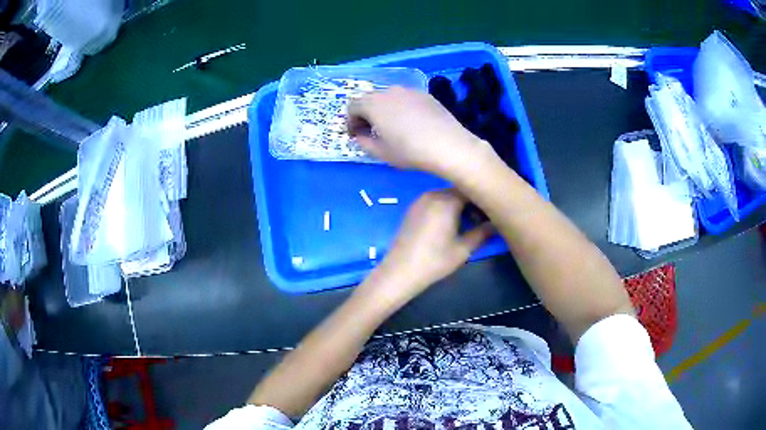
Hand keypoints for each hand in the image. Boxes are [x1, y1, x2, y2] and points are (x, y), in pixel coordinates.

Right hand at [347, 87, 494, 178]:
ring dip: (383, 110)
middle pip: (370, 99)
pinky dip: (401, 108)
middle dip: (366, 114)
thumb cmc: (409, 151)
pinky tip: (411, 123)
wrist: (448, 145)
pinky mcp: (425, 94)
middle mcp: (389, 92)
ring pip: (388, 97)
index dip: (350, 121)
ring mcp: (409, 91)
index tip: (356, 135)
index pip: (352, 106)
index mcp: (373, 104)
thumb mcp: (381, 152)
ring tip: (392, 127)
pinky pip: (405, 99)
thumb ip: (363, 142)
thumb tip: (359, 135)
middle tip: (371, 131)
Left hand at [359, 189, 493, 307]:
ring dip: (458, 206)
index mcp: (446, 201)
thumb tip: (497, 224)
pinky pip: (434, 201)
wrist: (400, 271)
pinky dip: (445, 208)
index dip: (483, 200)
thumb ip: (482, 233)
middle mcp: (432, 194)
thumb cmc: (435, 261)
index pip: (471, 189)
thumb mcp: (463, 249)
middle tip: (480, 222)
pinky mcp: (412, 209)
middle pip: (458, 191)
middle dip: (471, 203)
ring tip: (466, 225)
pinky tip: (448, 226)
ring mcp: (420, 201)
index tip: (491, 214)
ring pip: (446, 196)